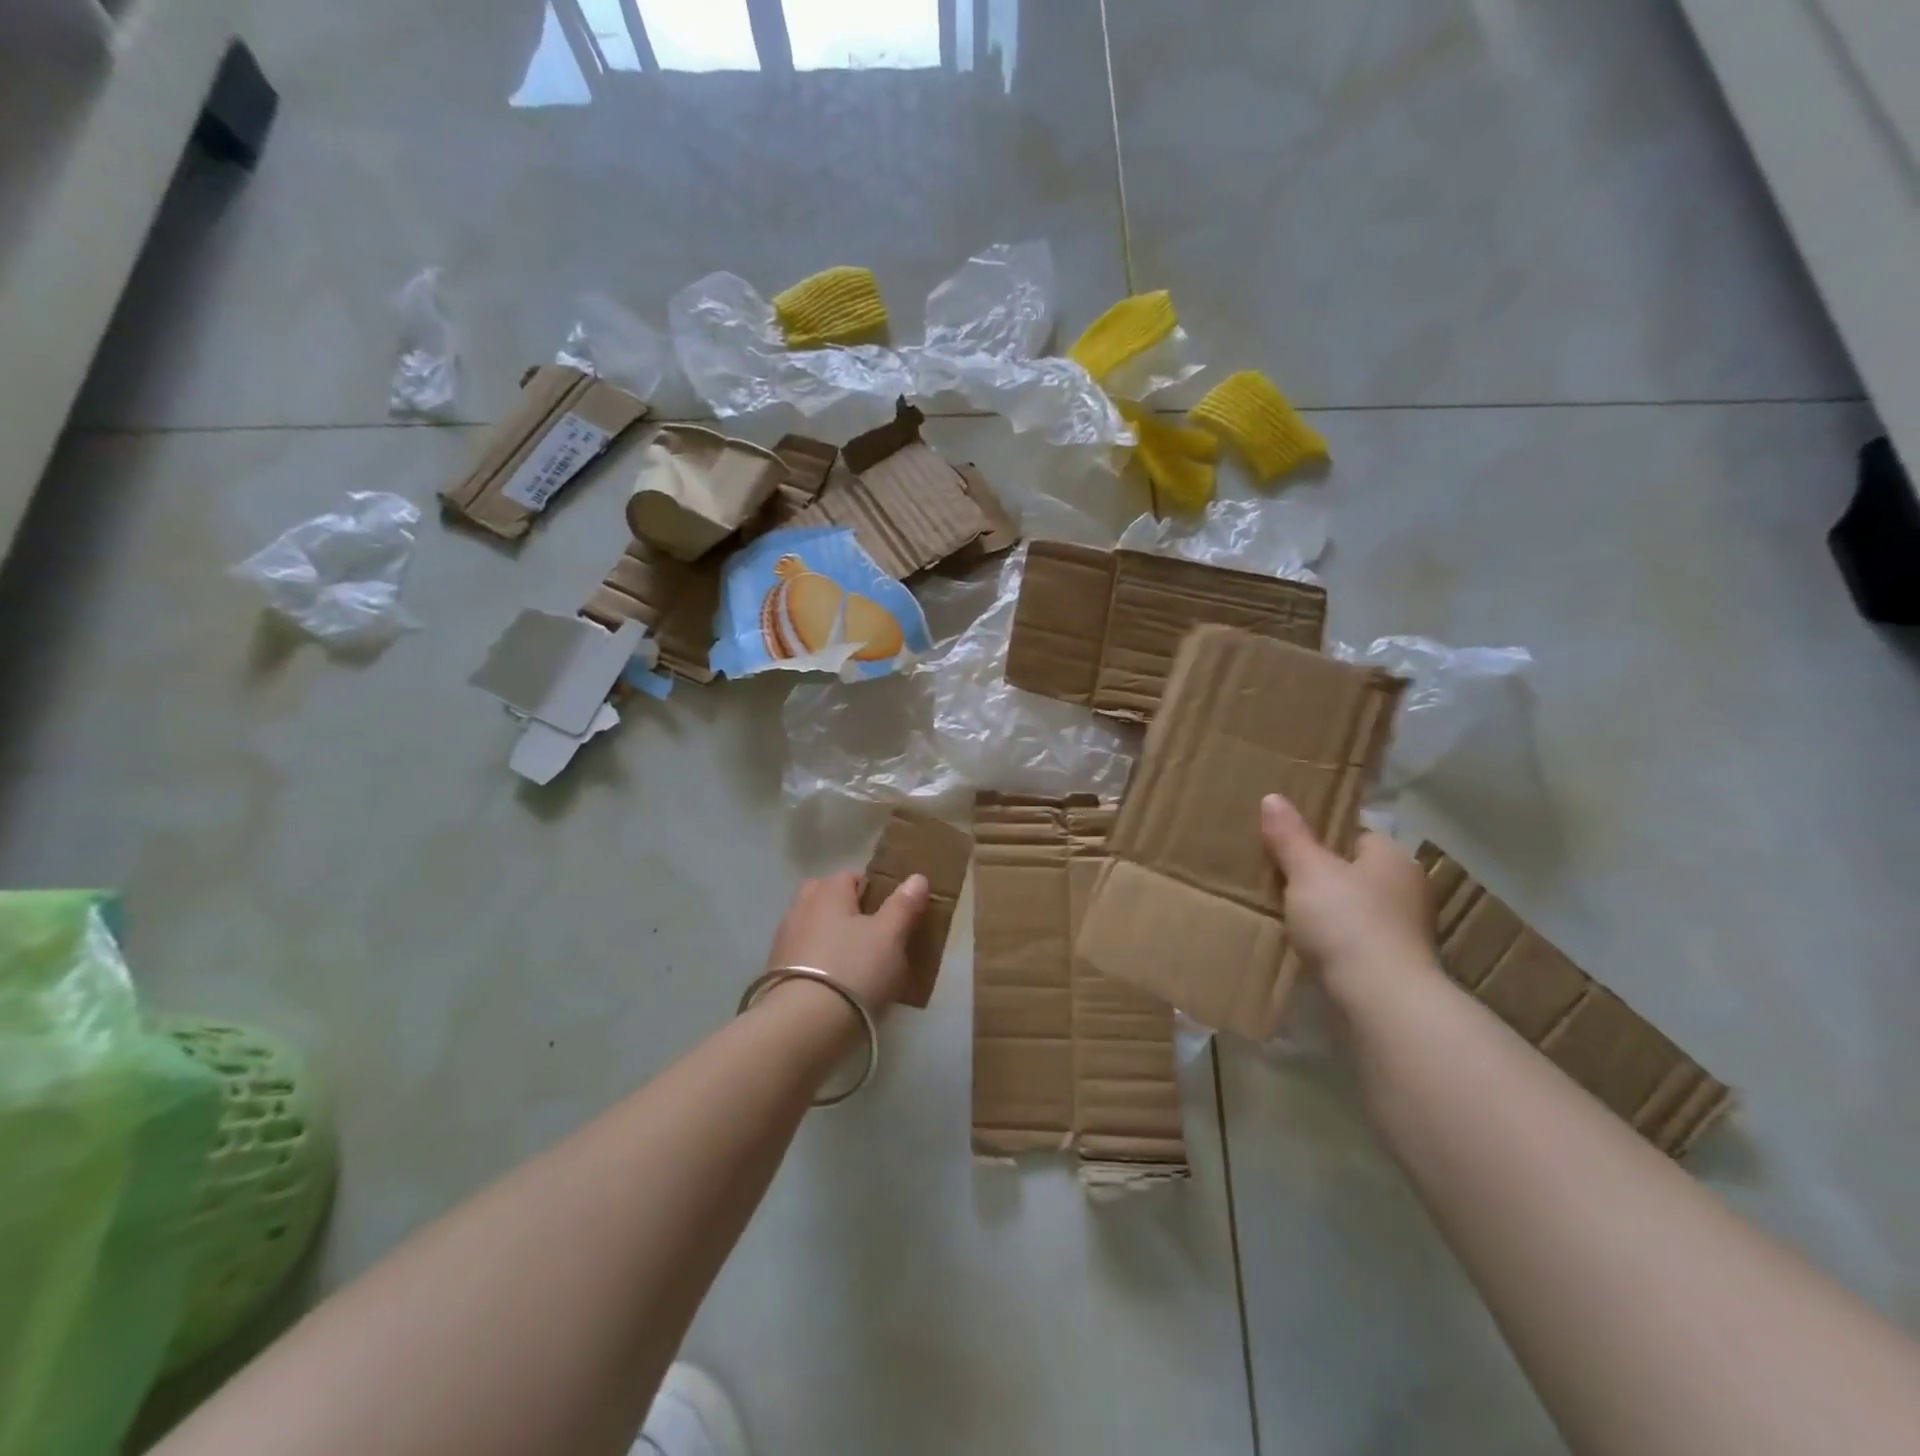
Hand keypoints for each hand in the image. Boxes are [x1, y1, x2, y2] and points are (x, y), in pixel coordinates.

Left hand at [763, 871, 928, 1010]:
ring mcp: (783, 940)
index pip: (851, 876)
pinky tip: (833, 984)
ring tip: (854, 964)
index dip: (873, 890)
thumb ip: (904, 905)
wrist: (802, 1026)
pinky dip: (817, 963)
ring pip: (812, 927)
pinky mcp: (774, 973)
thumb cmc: (853, 970)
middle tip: (870, 934)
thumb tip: (917, 877)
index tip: (891, 914)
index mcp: (828, 891)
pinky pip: (803, 956)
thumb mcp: (890, 936)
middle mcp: (800, 907)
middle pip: (825, 897)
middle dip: (845, 909)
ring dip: (829, 937)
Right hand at [1259, 794, 1438, 1000]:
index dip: (1323, 837)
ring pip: (1358, 907)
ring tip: (1291, 913)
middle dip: (1326, 876)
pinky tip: (1313, 946)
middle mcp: (1408, 888)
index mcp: (1393, 857)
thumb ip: (1290, 836)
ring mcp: (1407, 930)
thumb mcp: (1307, 871)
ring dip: (1332, 911)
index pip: (1356, 834)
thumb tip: (1273, 797)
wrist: (1381, 999)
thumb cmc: (1346, 921)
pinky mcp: (1397, 964)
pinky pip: (1359, 939)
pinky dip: (1338, 940)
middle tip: (1283, 878)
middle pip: (1357, 871)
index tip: (1290, 846)